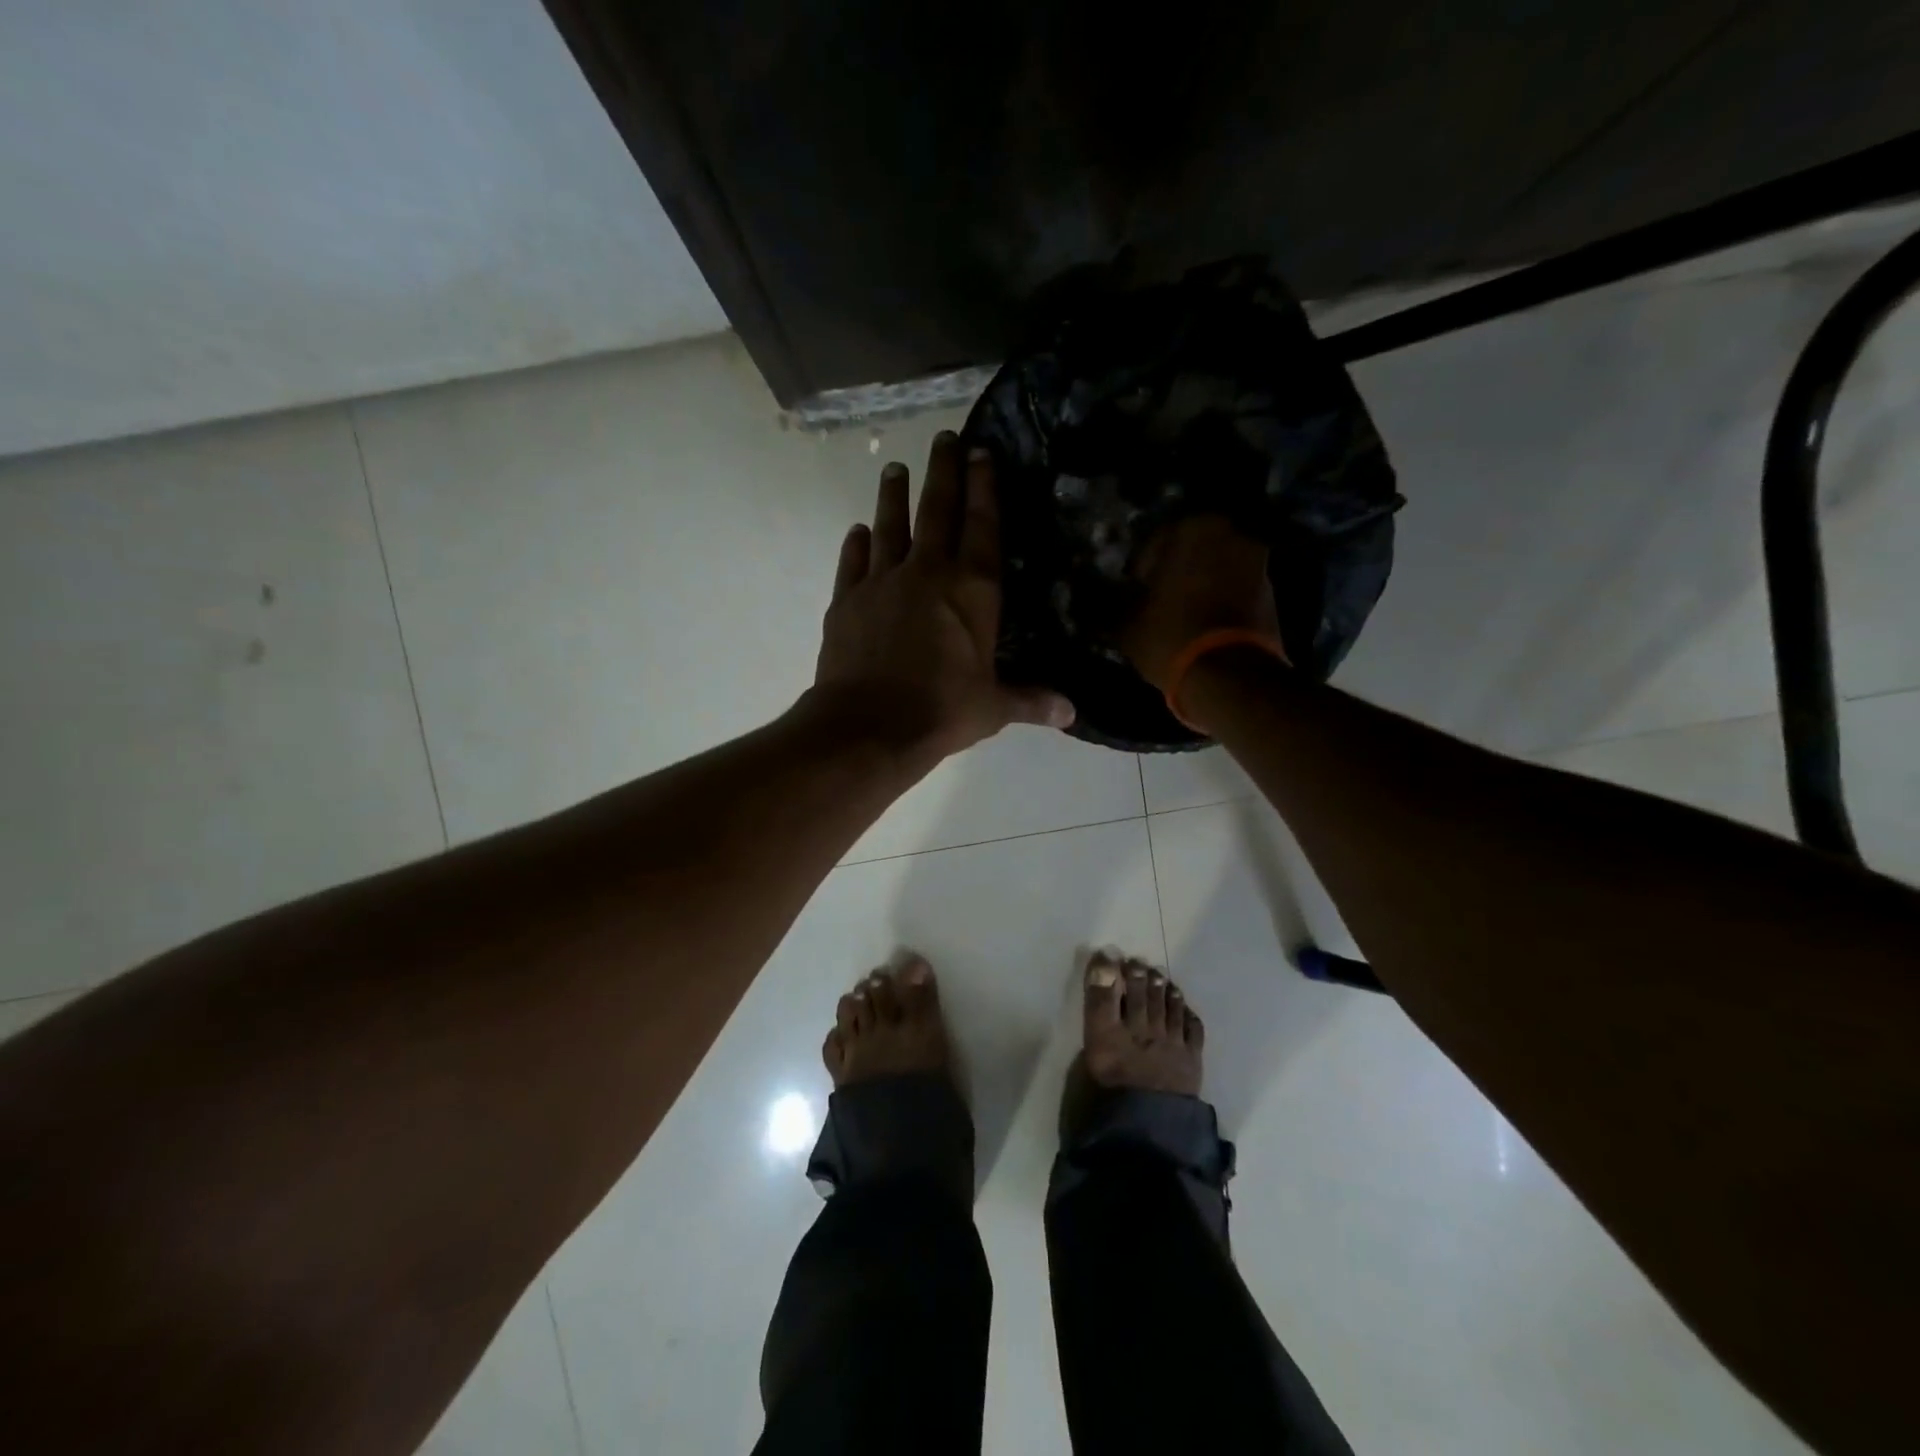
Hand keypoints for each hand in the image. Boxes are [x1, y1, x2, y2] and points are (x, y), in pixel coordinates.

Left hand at [813, 433, 1074, 764]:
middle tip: (943, 438)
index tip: (981, 453)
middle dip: (943, 471)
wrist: (869, 726)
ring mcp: (882, 582)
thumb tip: (1072, 713)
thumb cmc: (942, 711)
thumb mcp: (993, 707)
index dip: (984, 488)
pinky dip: (856, 545)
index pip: (982, 526)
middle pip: (937, 510)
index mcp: (972, 590)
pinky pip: (853, 563)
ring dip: (893, 496)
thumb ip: (1030, 700)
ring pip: (889, 526)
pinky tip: (858, 531)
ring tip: (894, 469)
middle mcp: (927, 572)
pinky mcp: (847, 601)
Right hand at [1121, 515, 1281, 690]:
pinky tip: (1205, 624)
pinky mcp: (1272, 594)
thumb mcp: (1128, 624)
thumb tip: (1118, 601)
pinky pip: (1237, 589)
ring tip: (1183, 614)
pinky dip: (1222, 600)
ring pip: (1218, 568)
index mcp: (1192, 530)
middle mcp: (1230, 536)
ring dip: (1203, 584)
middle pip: (1194, 550)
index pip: (1157, 540)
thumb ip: (1124, 603)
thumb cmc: (1170, 636)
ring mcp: (1258, 563)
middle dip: (1178, 570)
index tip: (1135, 588)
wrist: (1228, 675)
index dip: (1143, 566)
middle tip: (1159, 597)